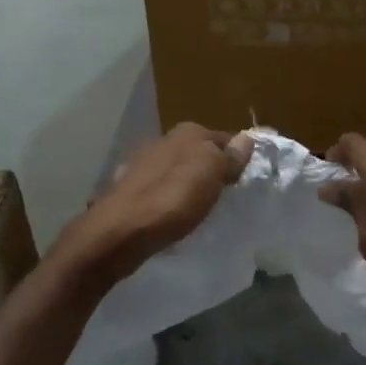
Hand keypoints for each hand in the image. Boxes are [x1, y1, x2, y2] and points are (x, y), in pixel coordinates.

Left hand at [56, 123, 253, 284]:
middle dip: (211, 170)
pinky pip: (159, 190)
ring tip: (200, 209)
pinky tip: (171, 215)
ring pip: (177, 171)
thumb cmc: (173, 199)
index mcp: (187, 132)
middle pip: (198, 154)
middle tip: (225, 197)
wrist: (119, 232)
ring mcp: (142, 163)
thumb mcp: (211, 173)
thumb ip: (229, 155)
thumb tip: (246, 138)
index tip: (245, 181)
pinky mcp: (128, 188)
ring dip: (188, 185)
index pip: (224, 138)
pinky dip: (168, 199)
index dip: (236, 158)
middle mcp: (162, 140)